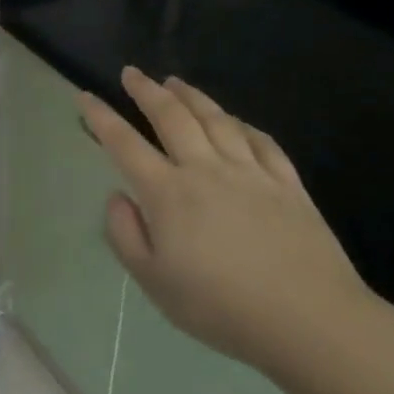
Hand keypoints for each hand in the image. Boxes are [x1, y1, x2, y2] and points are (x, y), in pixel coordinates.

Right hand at [80, 67, 369, 371]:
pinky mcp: (287, 184)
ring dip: (191, 96)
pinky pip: (261, 141)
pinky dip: (242, 124)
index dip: (102, 117)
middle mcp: (206, 170)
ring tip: (175, 81)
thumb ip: (126, 235)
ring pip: (216, 120)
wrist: (308, 320)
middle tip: (131, 73)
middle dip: (147, 91)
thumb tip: (118, 196)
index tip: (85, 96)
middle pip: (172, 117)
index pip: (125, 144)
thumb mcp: (154, 282)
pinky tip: (235, 120)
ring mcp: (251, 173)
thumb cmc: (220, 307)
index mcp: (168, 193)